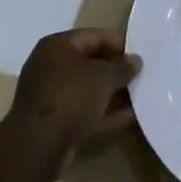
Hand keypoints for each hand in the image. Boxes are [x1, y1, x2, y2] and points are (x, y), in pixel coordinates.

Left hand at [8, 28, 140, 173]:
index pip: (94, 36)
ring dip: (112, 94)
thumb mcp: (104, 76)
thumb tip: (135, 61)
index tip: (141, 56)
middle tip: (141, 77)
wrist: (39, 145)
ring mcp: (50, 95)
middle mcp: (50, 66)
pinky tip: (130, 118)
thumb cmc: (71, 96)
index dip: (119, 44)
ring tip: (140, 97)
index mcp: (57, 45)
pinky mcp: (54, 122)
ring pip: (88, 90)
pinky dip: (104, 113)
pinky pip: (84, 111)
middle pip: (90, 63)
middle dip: (116, 71)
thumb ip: (122, 67)